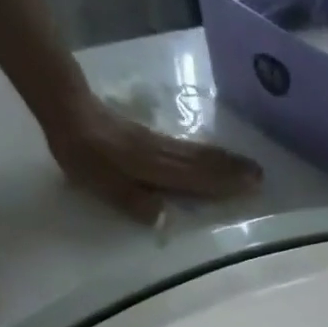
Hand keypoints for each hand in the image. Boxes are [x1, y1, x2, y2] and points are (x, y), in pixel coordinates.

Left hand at [40, 87, 261, 224]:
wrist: (67, 108)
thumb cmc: (81, 152)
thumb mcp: (98, 182)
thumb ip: (130, 199)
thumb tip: (164, 217)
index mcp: (152, 167)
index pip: (194, 178)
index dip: (222, 184)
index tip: (250, 187)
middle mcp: (162, 155)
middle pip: (203, 164)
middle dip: (233, 171)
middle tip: (261, 177)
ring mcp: (159, 145)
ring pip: (199, 154)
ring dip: (226, 161)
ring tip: (250, 166)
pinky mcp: (153, 139)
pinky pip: (189, 149)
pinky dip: (208, 153)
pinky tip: (217, 156)